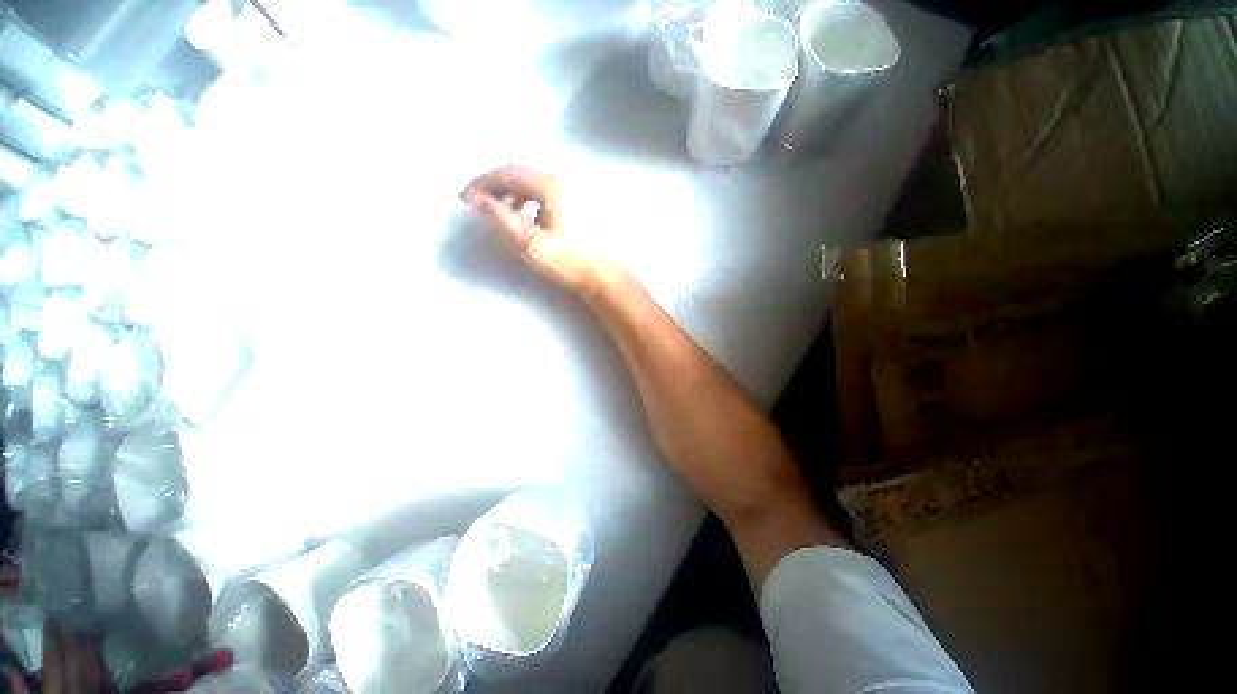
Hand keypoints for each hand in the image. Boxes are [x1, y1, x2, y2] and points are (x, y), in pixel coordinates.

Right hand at [461, 165, 619, 295]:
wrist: (603, 277)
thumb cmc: (569, 262)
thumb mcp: (531, 244)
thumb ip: (501, 219)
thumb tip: (477, 200)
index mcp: (551, 186)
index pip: (507, 173)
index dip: (482, 183)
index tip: (464, 199)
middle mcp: (563, 180)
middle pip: (520, 174)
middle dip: (494, 186)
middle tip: (477, 204)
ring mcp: (573, 191)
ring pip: (533, 183)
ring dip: (511, 193)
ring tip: (499, 213)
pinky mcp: (578, 203)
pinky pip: (545, 192)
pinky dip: (528, 199)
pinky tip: (526, 218)